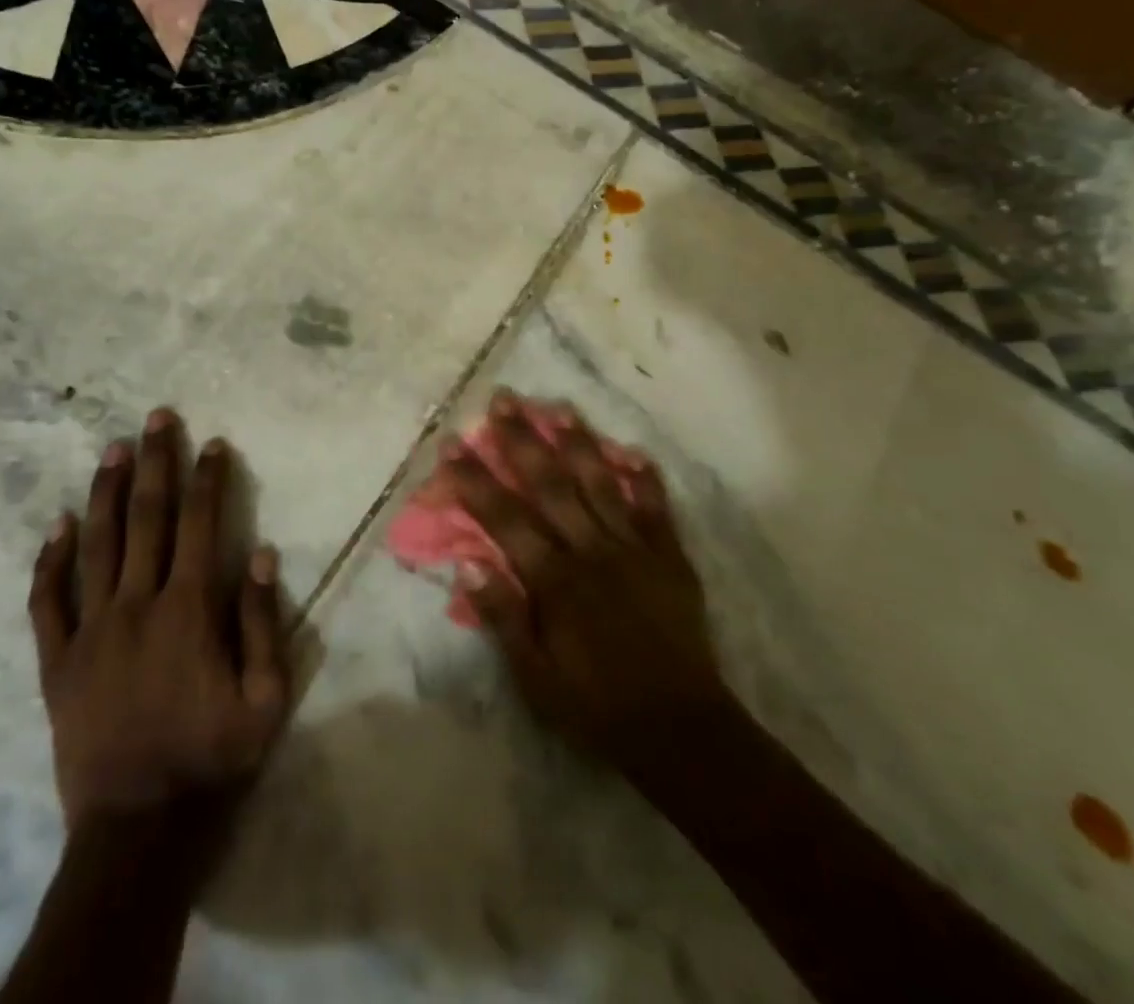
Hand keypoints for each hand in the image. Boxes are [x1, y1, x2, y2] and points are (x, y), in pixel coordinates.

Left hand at [27, 409, 288, 830]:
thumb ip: (262, 623)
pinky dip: (51, 560)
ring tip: (113, 449)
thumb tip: (260, 554)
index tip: (213, 444)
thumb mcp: (265, 699)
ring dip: (106, 492)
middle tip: (157, 418)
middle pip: (147, 519)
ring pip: (96, 545)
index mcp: (188, 611)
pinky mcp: (57, 662)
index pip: (201, 525)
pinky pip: (47, 602)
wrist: (137, 830)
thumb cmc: (211, 760)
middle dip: (155, 463)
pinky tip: (58, 523)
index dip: (208, 479)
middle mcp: (137, 605)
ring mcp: (90, 631)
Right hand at [444, 390, 729, 781]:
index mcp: (554, 580)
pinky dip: (645, 478)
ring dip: (578, 444)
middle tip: (503, 401)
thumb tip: (466, 561)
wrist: (682, 732)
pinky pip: (656, 509)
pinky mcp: (670, 558)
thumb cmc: (596, 708)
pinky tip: (634, 451)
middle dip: (522, 440)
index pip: (504, 517)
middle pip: (550, 484)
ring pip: (600, 484)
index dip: (474, 479)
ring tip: (559, 408)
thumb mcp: (534, 679)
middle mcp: (592, 551)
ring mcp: (635, 549)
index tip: (452, 445)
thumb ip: (502, 617)